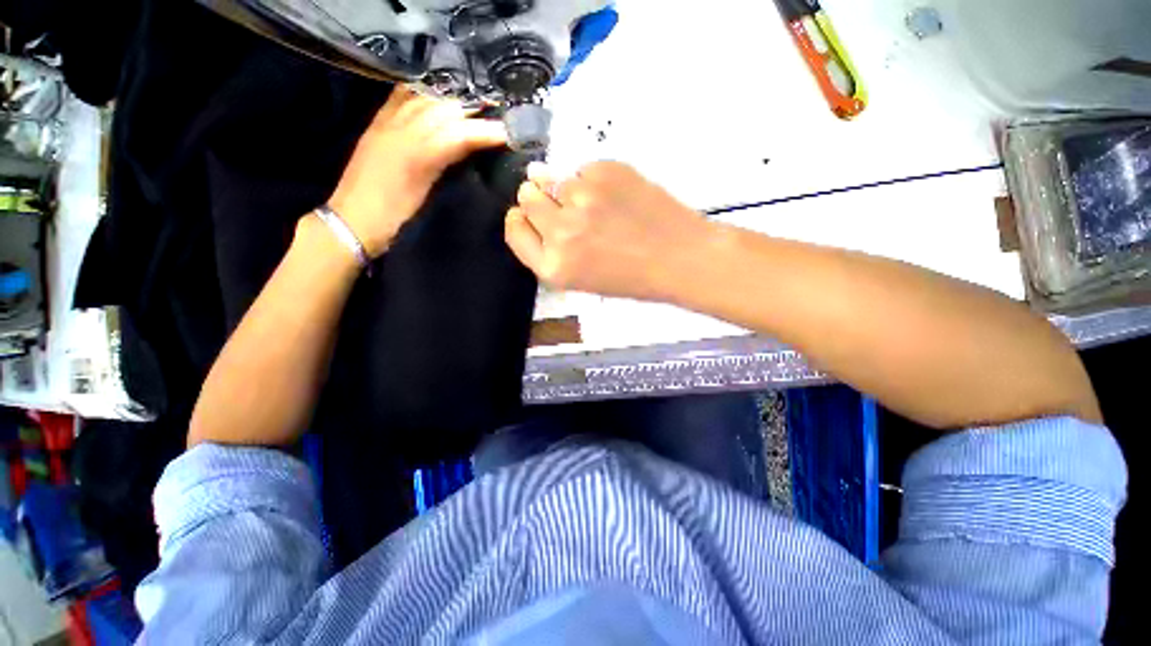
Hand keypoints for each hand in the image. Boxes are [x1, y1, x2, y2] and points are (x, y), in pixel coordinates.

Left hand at [329, 86, 506, 257]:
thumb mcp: (425, 197)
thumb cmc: (393, 218)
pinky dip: (421, 95)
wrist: (352, 222)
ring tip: (472, 108)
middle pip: (442, 111)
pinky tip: (433, 97)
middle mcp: (400, 130)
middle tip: (495, 119)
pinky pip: (400, 99)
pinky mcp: (375, 127)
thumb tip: (470, 149)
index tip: (507, 134)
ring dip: (450, 101)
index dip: (484, 132)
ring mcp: (385, 125)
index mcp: (415, 153)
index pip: (457, 133)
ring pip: (423, 101)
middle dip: (472, 112)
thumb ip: (444, 166)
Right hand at [505, 161, 712, 300]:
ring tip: (597, 204)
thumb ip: (550, 246)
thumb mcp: (581, 278)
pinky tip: (615, 195)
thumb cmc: (632, 277)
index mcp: (554, 267)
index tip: (528, 214)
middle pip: (527, 196)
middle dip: (541, 199)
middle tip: (568, 208)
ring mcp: (582, 198)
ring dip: (567, 188)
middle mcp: (560, 233)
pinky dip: (592, 179)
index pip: (514, 229)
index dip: (520, 219)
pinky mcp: (605, 172)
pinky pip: (582, 168)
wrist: (679, 258)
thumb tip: (534, 189)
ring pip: (553, 178)